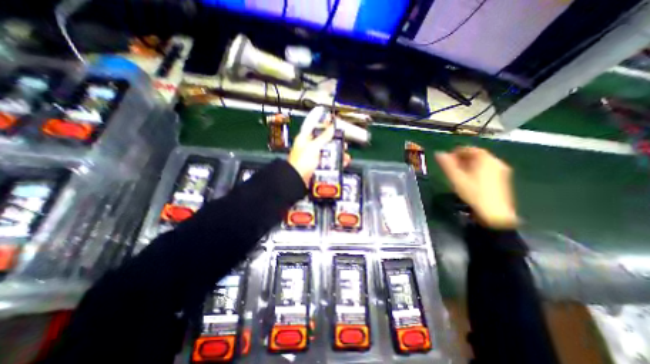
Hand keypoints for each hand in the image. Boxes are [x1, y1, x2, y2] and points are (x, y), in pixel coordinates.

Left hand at [290, 107, 349, 186]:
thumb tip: (331, 127)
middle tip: (343, 144)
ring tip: (346, 156)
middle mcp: (309, 147)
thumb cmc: (301, 162)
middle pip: (324, 141)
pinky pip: (328, 162)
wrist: (297, 180)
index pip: (316, 128)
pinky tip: (342, 162)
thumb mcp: (313, 147)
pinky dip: (335, 162)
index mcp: (304, 139)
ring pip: (328, 152)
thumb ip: (323, 137)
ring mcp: (313, 157)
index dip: (326, 126)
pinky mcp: (317, 166)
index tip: (335, 126)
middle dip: (335, 143)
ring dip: (337, 153)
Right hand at [433, 146, 520, 226]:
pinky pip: (487, 169)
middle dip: (463, 158)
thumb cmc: (473, 193)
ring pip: (482, 163)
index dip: (457, 151)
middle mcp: (496, 162)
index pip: (470, 149)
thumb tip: (438, 153)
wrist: (494, 214)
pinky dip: (476, 170)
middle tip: (451, 165)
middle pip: (477, 155)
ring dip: (469, 165)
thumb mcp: (456, 178)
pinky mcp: (502, 180)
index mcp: (485, 159)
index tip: (447, 157)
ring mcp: (501, 171)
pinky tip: (469, 179)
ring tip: (458, 173)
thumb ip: (447, 165)